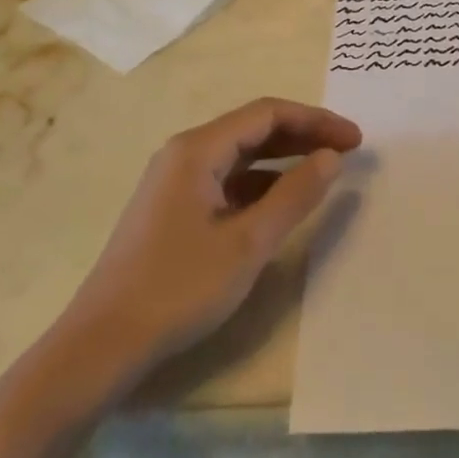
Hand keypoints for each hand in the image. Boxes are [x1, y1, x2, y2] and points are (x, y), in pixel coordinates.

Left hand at [31, 98, 361, 413]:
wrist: (103, 344)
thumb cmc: (179, 288)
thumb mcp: (248, 243)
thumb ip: (295, 195)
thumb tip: (332, 157)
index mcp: (197, 149)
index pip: (267, 114)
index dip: (316, 121)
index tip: (355, 140)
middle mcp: (184, 154)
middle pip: (253, 128)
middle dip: (303, 135)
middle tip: (348, 150)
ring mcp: (174, 181)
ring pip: (240, 155)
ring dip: (283, 158)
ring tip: (323, 172)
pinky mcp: (172, 208)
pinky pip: (226, 180)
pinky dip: (260, 183)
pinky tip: (281, 203)